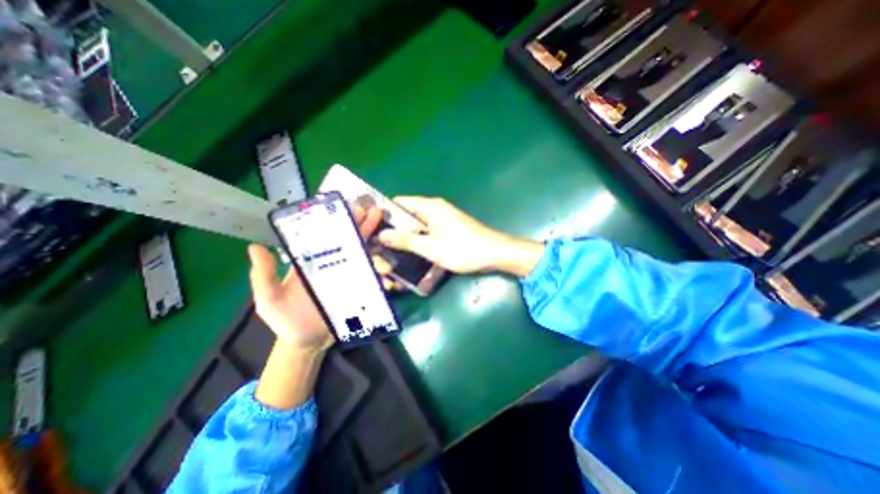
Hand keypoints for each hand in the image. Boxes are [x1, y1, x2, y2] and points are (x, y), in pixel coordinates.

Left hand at [247, 206, 386, 348]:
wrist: (308, 342)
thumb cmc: (286, 320)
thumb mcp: (269, 299)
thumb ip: (263, 276)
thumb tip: (254, 247)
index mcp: (311, 262)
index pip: (324, 237)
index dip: (334, 222)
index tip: (344, 207)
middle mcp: (331, 264)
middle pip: (346, 240)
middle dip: (358, 223)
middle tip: (370, 209)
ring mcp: (347, 275)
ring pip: (360, 251)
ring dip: (370, 236)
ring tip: (380, 220)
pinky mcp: (358, 287)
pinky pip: (369, 272)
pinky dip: (377, 260)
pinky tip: (387, 247)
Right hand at [377, 196, 544, 277]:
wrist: (494, 254)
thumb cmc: (462, 249)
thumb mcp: (430, 247)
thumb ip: (405, 240)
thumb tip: (382, 235)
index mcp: (430, 206)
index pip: (400, 202)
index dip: (385, 213)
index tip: (372, 228)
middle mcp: (435, 208)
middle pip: (408, 214)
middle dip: (394, 227)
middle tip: (378, 244)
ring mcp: (442, 219)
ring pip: (417, 224)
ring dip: (406, 235)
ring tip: (389, 249)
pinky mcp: (448, 229)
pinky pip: (427, 231)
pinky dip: (418, 239)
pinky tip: (410, 252)